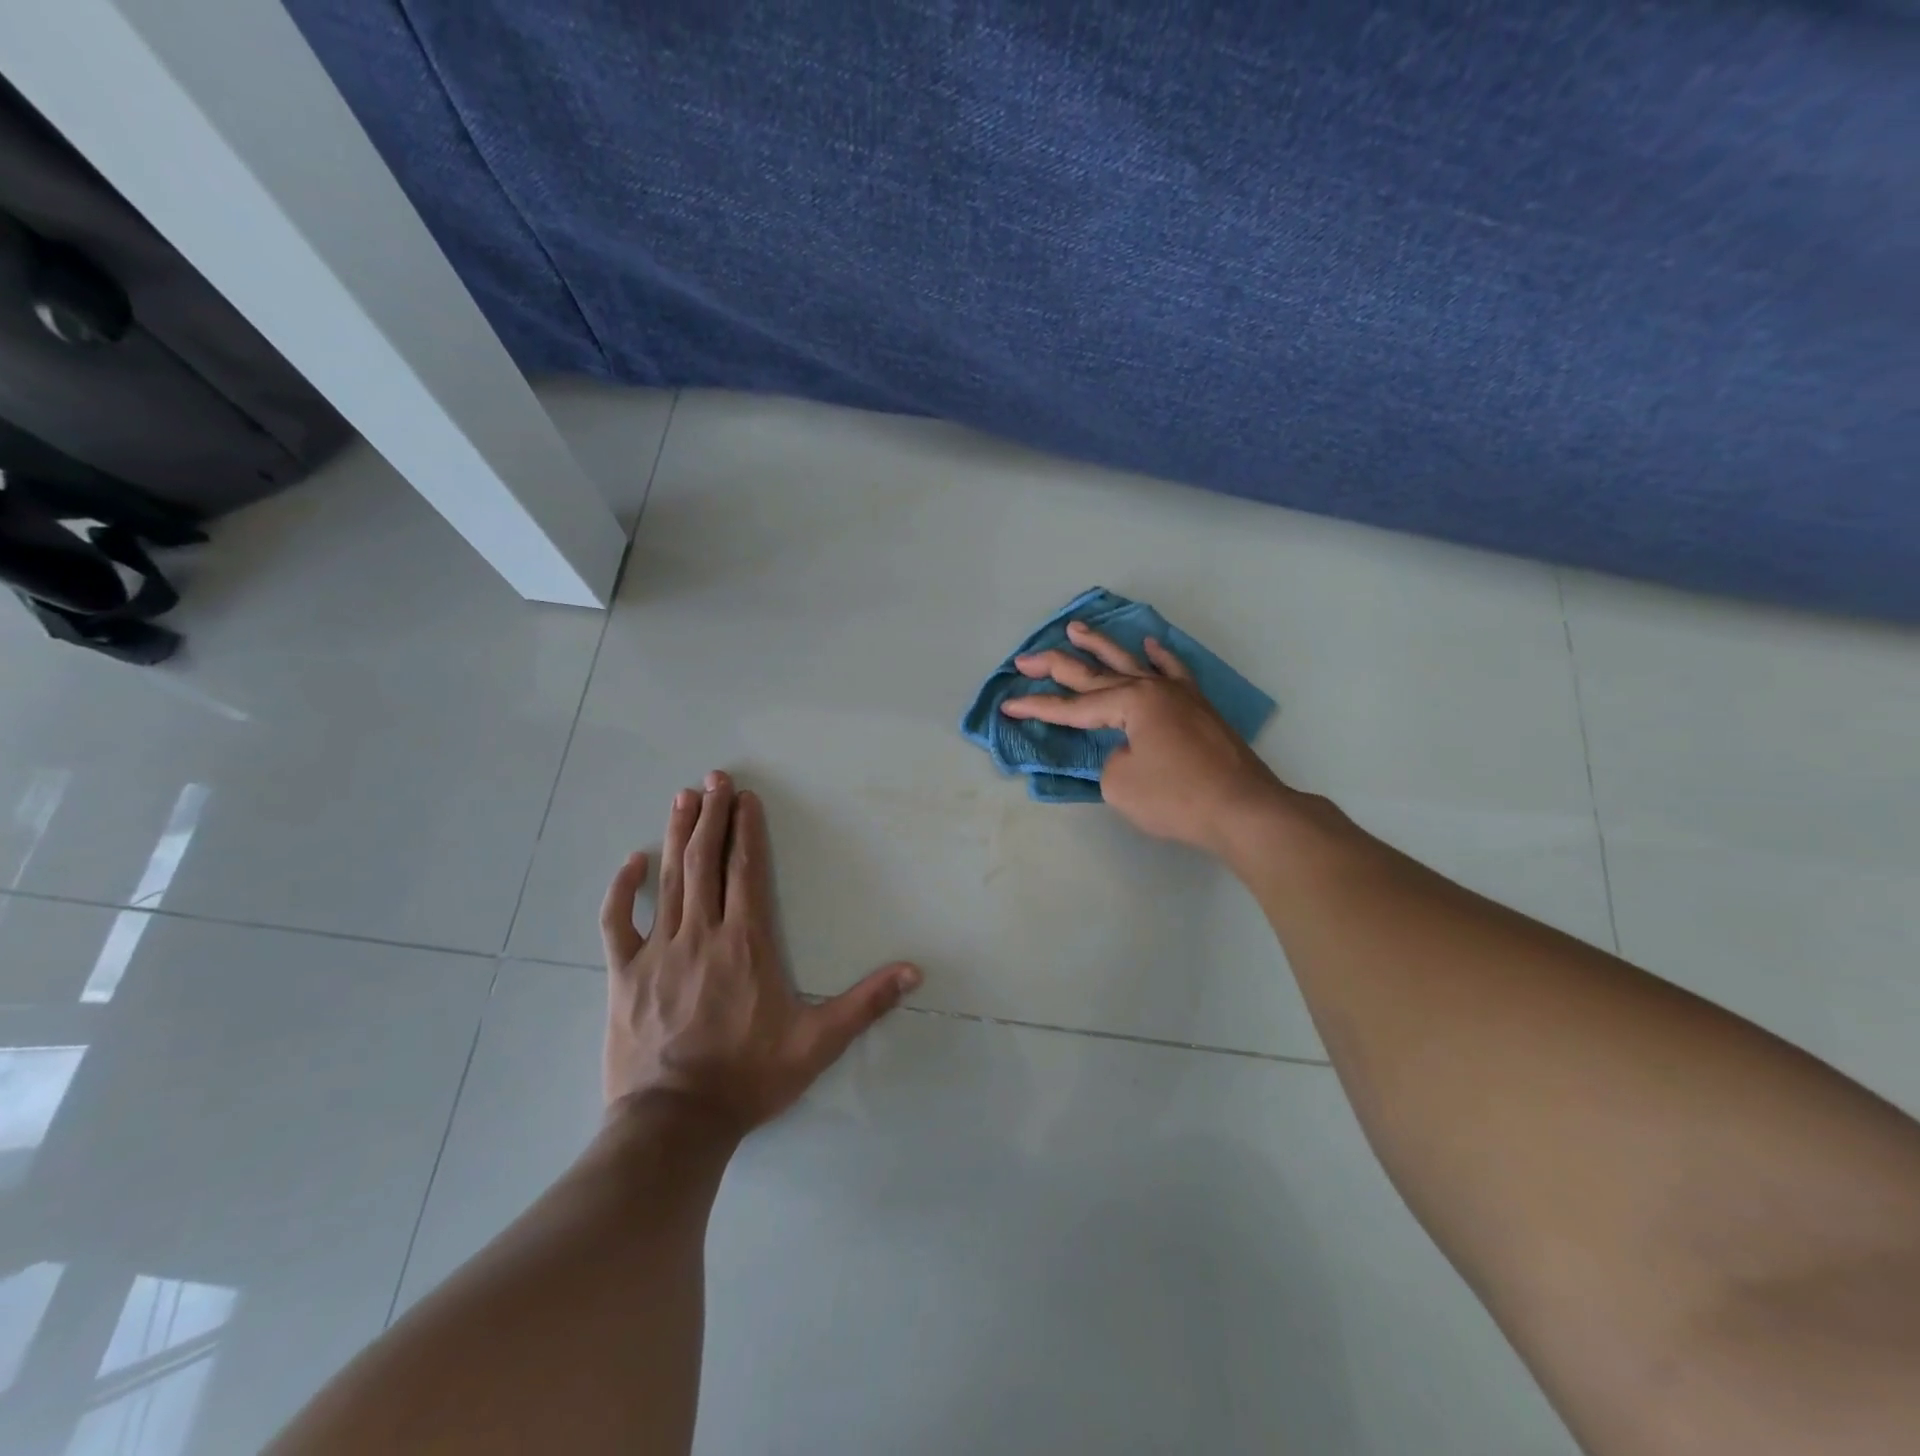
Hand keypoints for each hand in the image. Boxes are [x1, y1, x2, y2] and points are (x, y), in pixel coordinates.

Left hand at [600, 771, 921, 1136]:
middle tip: (714, 778)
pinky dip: (622, 889)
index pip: (747, 871)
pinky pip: (618, 923)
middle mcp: (702, 934)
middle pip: (706, 862)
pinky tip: (631, 862)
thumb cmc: (748, 1077)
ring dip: (676, 835)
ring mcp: (658, 951)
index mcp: (746, 943)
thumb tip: (914, 972)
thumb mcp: (817, 1043)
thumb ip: (865, 1004)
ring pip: (669, 880)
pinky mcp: (624, 975)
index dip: (747, 831)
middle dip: (712, 816)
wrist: (675, 1123)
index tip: (747, 798)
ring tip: (684, 798)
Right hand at [1001, 620, 1290, 854]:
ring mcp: (1178, 695)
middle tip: (1025, 659)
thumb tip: (1123, 751)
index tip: (1007, 704)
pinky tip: (1149, 644)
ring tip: (1076, 627)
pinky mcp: (1198, 708)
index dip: (1037, 707)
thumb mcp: (1121, 784)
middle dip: (1056, 667)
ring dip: (1100, 646)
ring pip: (1131, 663)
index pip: (1073, 706)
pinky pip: (1174, 672)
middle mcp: (1152, 688)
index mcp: (1130, 702)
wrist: (1244, 809)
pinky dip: (1159, 657)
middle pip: (1095, 675)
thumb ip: (1108, 760)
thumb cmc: (1178, 798)